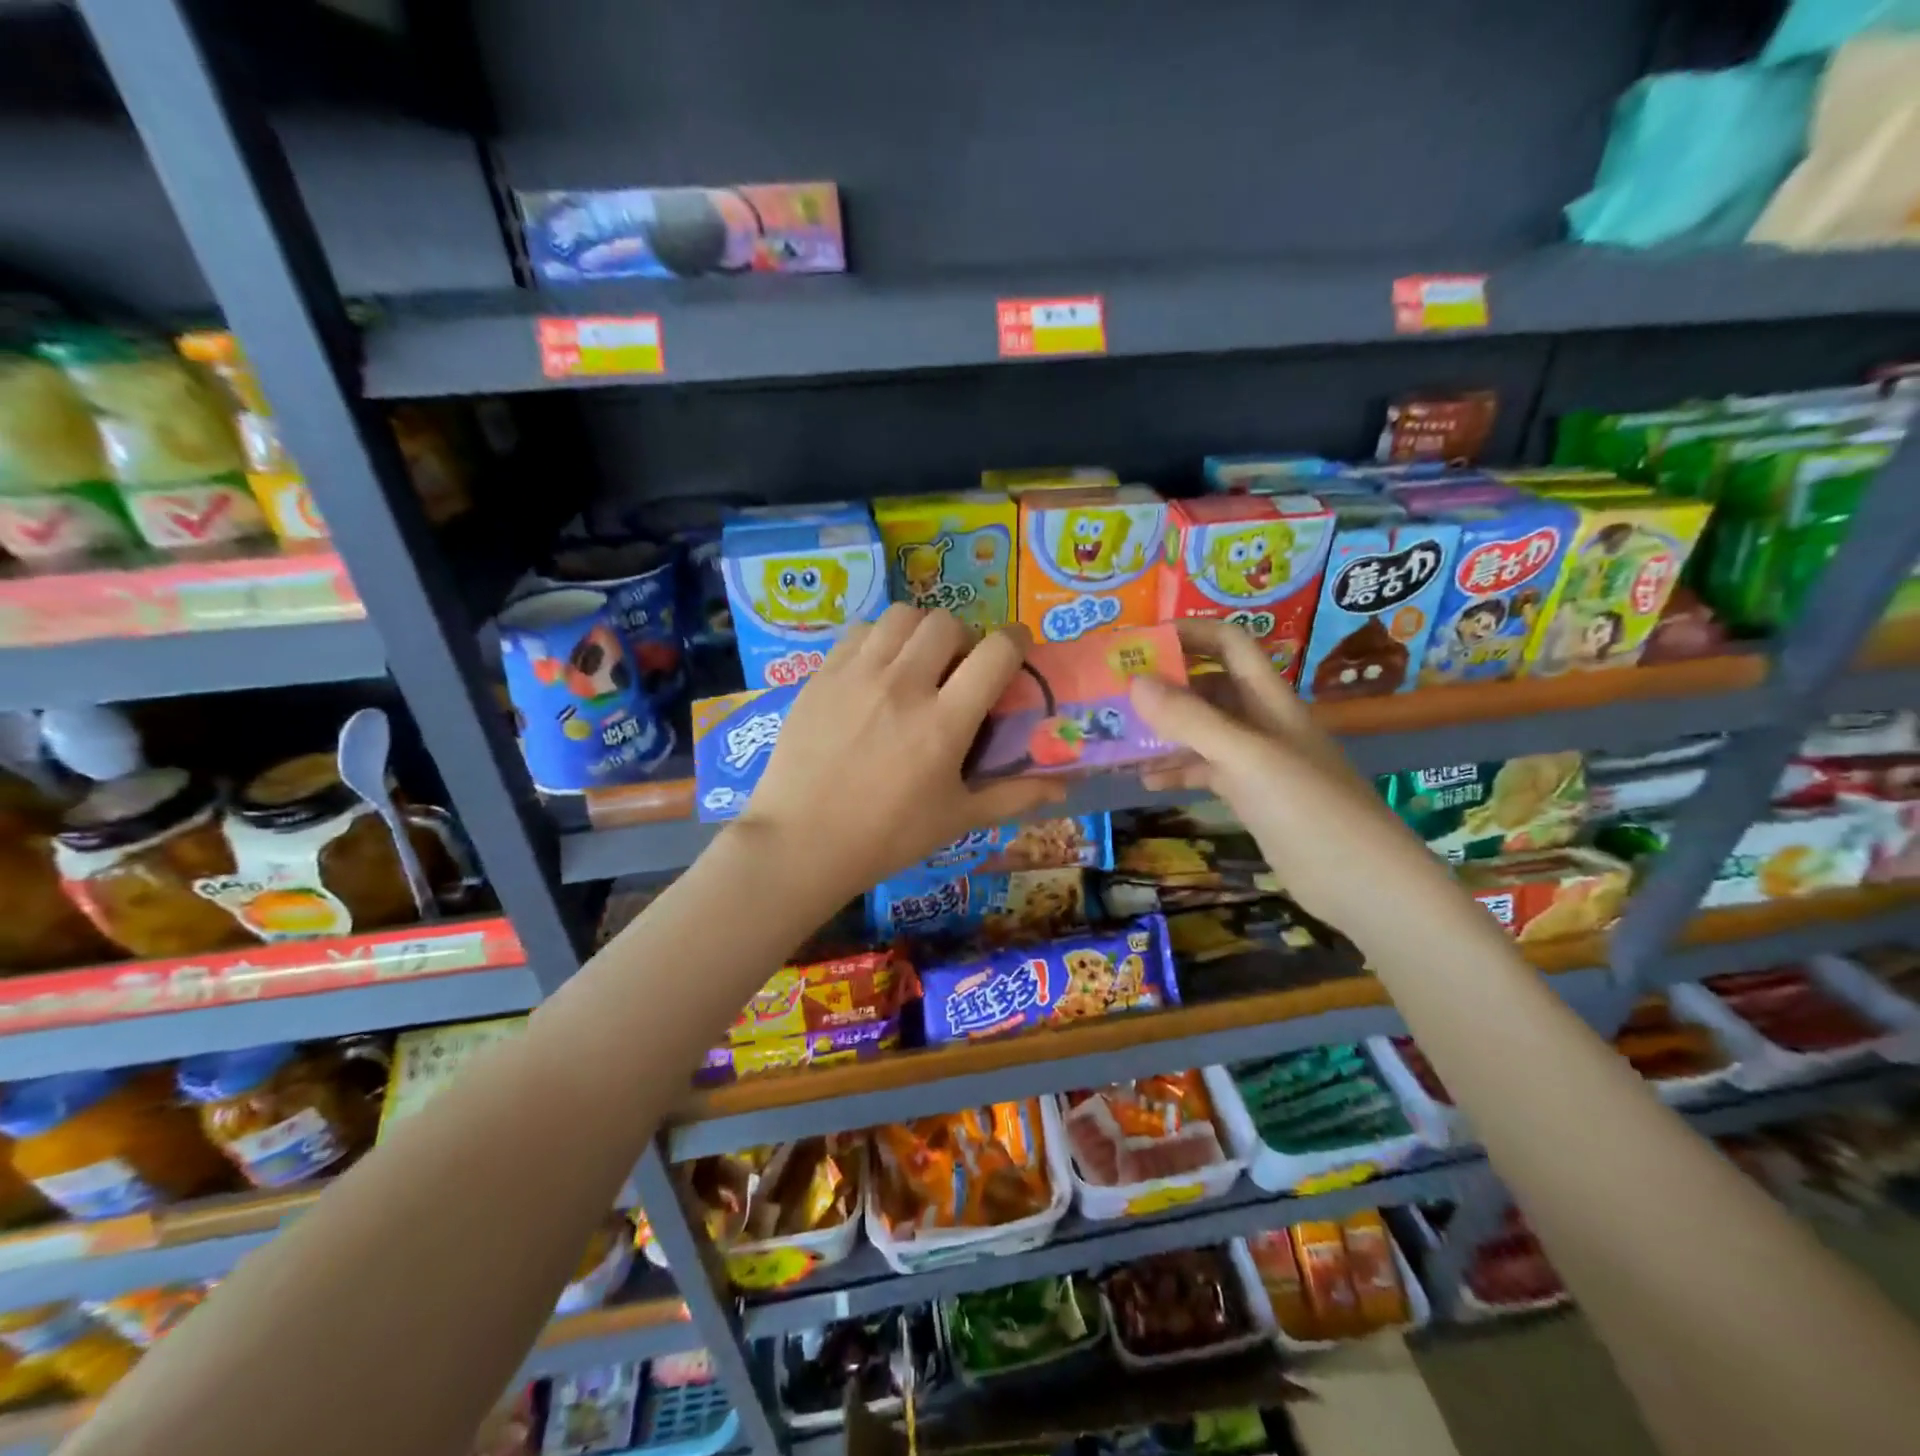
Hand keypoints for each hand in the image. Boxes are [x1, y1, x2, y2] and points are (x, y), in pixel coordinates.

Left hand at [737, 605, 1067, 903]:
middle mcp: (904, 685)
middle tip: (958, 669)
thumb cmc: (886, 837)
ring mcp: (858, 675)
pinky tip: (876, 669)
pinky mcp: (822, 675)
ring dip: (921, 632)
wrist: (801, 842)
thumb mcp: (956, 819)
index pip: (996, 653)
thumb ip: (1013, 796)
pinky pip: (860, 630)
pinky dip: (879, 639)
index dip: (1016, 642)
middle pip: (947, 624)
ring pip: (902, 616)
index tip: (1015, 651)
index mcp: (944, 722)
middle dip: (964, 639)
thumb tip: (1063, 787)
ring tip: (917, 662)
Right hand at [1128, 621, 1440, 925]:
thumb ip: (1192, 720)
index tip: (1139, 642)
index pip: (1229, 644)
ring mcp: (1255, 761)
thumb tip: (1135, 681)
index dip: (1189, 633)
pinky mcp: (1250, 796)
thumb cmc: (1309, 809)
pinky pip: (1205, 770)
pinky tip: (1146, 781)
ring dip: (1164, 730)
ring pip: (1202, 731)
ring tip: (1117, 736)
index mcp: (1269, 699)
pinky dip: (1176, 770)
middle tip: (1114, 692)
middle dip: (1165, 683)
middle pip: (1209, 686)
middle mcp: (1261, 721)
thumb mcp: (1247, 758)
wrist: (1362, 883)